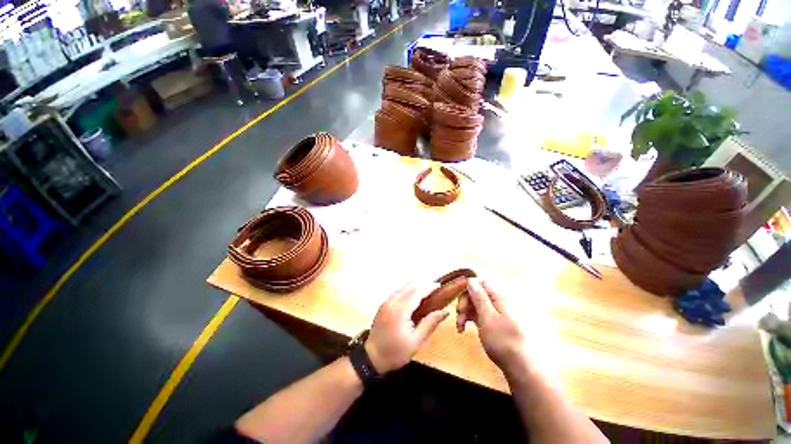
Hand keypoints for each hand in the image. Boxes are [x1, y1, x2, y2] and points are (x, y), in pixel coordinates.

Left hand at [365, 283, 449, 373]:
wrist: (371, 358)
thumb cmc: (396, 352)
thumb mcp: (416, 341)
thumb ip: (430, 323)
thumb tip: (444, 311)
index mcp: (400, 310)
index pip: (417, 292)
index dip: (428, 287)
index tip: (439, 285)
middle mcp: (392, 301)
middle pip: (410, 287)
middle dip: (423, 285)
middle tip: (434, 289)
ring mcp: (386, 302)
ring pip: (402, 287)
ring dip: (415, 287)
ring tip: (426, 292)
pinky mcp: (383, 305)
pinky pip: (397, 292)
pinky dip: (407, 291)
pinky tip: (413, 298)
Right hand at [462, 278, 537, 376]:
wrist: (521, 368)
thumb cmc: (503, 341)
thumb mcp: (488, 318)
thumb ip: (479, 297)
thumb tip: (471, 279)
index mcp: (498, 297)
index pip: (480, 282)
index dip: (467, 287)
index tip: (459, 298)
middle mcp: (497, 302)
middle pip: (475, 293)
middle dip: (464, 302)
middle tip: (459, 315)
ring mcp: (494, 313)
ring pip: (475, 304)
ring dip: (464, 312)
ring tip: (460, 326)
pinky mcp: (492, 323)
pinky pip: (477, 314)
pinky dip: (469, 319)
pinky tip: (463, 328)